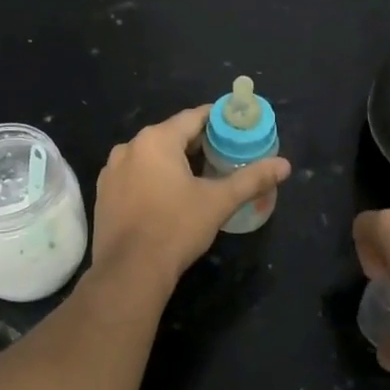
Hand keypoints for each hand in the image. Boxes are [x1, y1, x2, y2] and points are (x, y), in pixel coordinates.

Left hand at [91, 105, 290, 286]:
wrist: (130, 271)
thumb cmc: (176, 228)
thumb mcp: (219, 202)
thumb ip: (252, 179)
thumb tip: (285, 165)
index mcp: (156, 140)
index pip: (194, 117)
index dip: (218, 121)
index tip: (237, 129)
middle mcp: (129, 147)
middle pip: (171, 135)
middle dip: (198, 144)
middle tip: (224, 156)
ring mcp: (112, 171)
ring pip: (151, 156)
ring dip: (174, 162)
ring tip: (199, 178)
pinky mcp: (104, 194)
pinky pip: (135, 175)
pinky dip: (153, 179)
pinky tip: (168, 198)